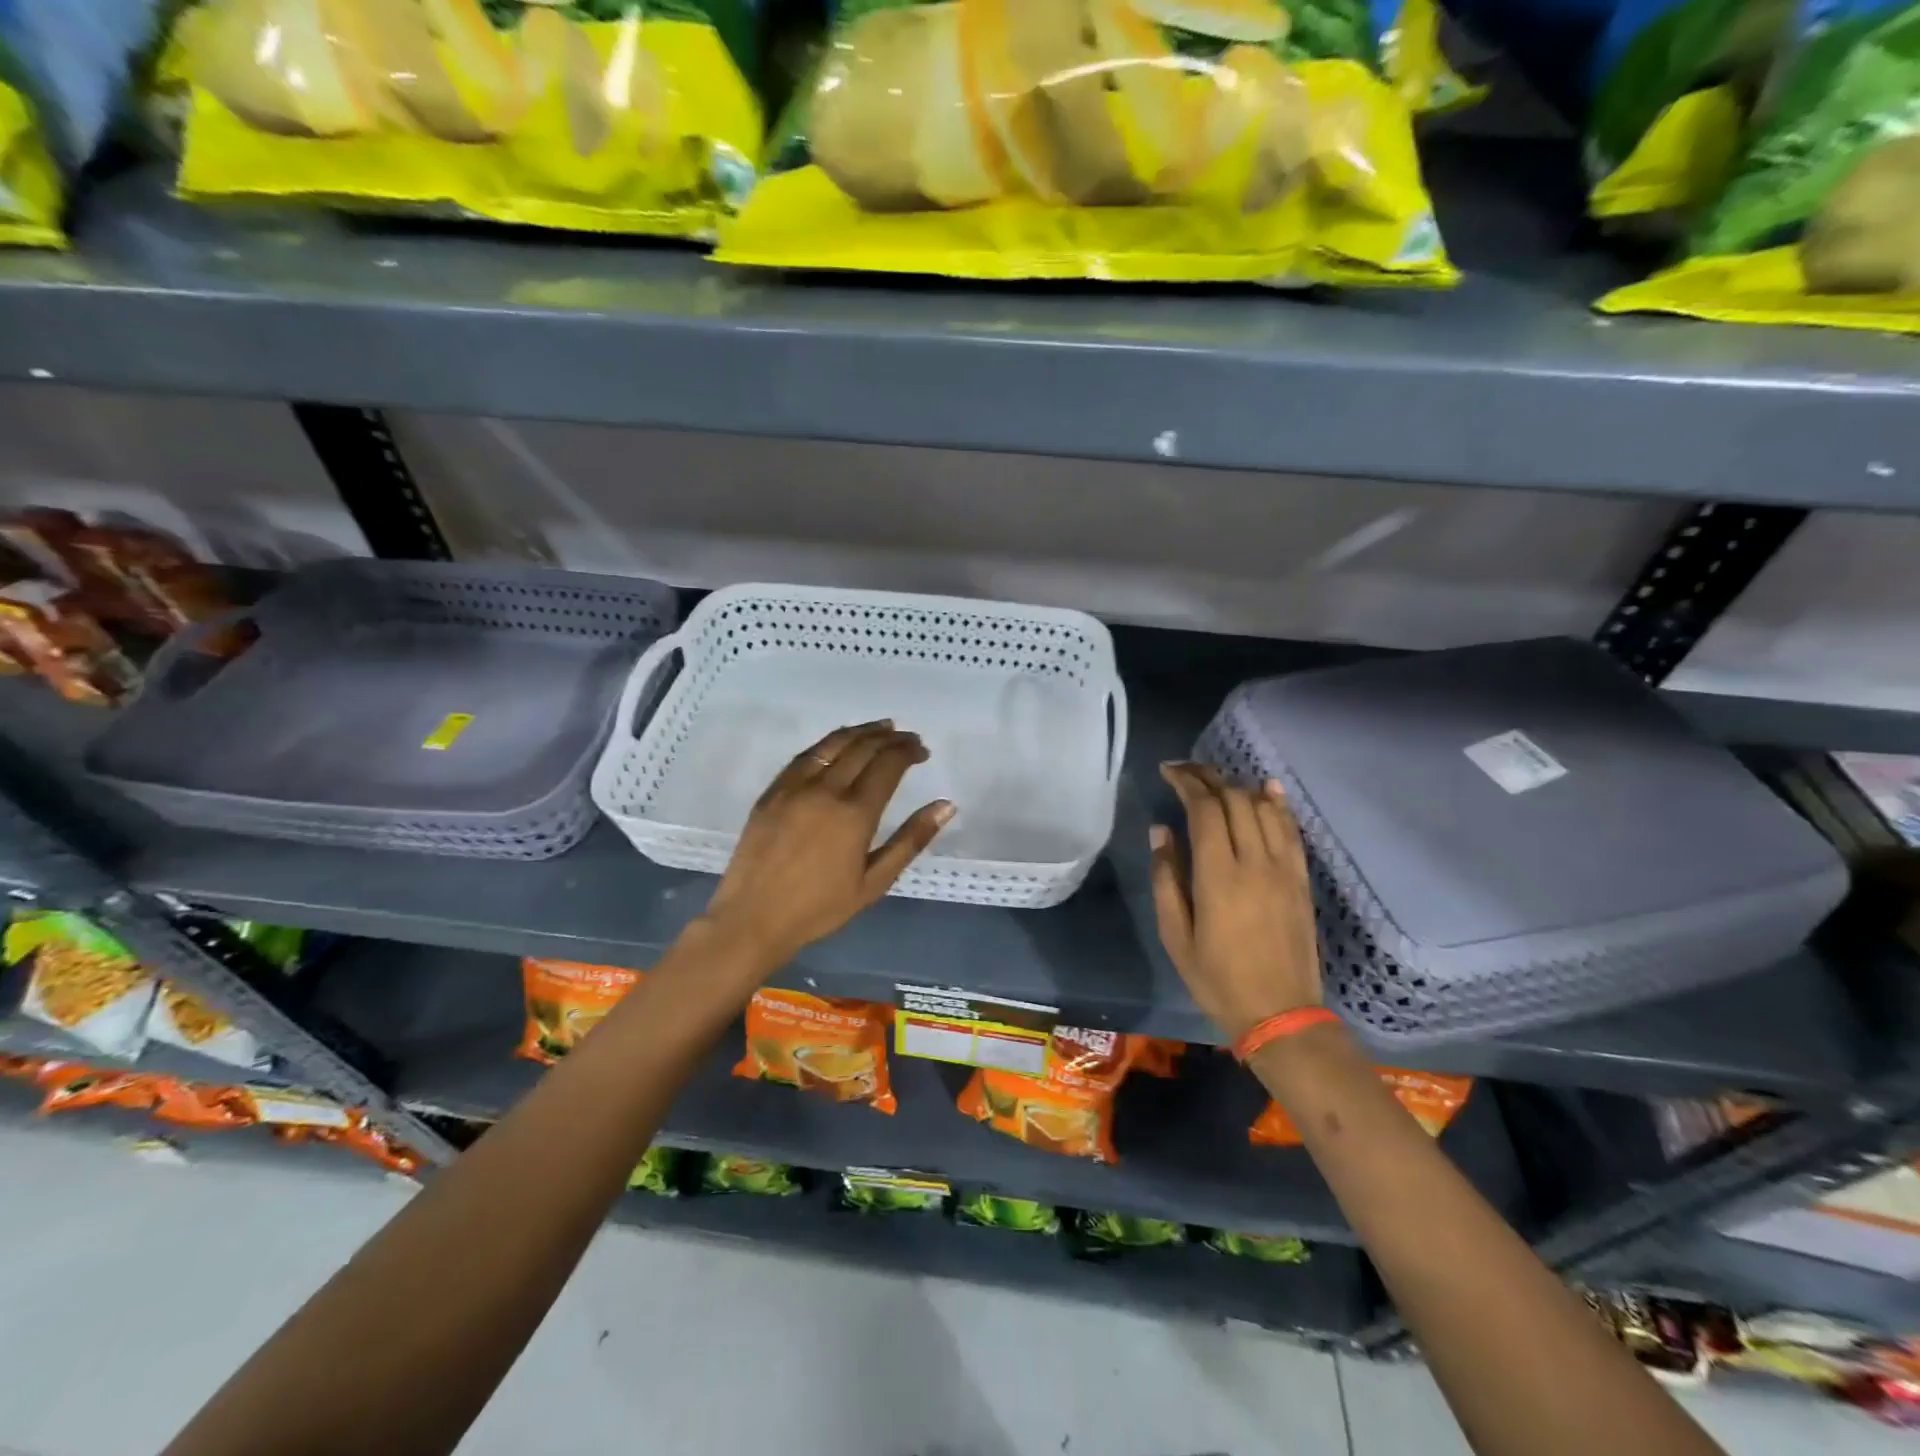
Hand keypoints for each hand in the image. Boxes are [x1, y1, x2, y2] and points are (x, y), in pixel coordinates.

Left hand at [700, 721, 953, 970]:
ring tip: (881, 727)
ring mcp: (794, 787)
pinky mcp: (772, 792)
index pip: (888, 765)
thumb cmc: (820, 908)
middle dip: (890, 738)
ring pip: (833, 744)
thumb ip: (911, 840)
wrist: (753, 919)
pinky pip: (805, 755)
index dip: (908, 752)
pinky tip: (839, 742)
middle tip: (908, 738)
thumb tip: (946, 806)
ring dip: (861, 731)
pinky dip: (828, 742)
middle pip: (863, 748)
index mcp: (854, 814)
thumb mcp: (874, 882)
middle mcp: (825, 790)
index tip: (922, 751)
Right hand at [1149, 763, 1322, 1040]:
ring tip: (1216, 780)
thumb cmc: (1217, 979)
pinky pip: (1291, 830)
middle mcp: (1254, 862)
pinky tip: (1267, 788)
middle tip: (1185, 771)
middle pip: (1234, 800)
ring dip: (1238, 786)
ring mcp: (1283, 869)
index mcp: (1218, 876)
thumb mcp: (1175, 935)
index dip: (1186, 782)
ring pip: (1263, 808)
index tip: (1167, 772)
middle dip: (1208, 777)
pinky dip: (1277, 804)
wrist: (1281, 1014)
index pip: (1205, 809)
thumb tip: (1161, 832)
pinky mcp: (1301, 879)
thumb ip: (1166, 878)